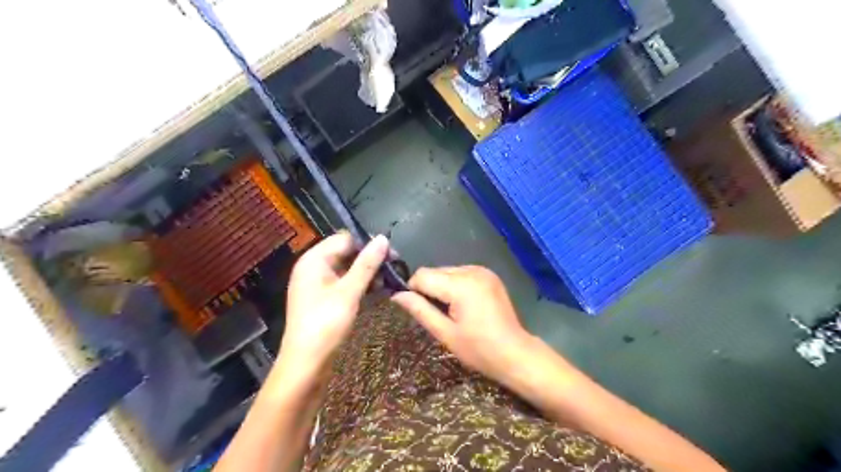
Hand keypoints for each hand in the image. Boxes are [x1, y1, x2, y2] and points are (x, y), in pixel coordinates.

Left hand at [280, 231, 388, 372]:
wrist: (306, 363)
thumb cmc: (326, 324)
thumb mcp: (349, 291)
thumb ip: (367, 264)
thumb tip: (383, 238)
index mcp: (314, 260)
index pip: (345, 239)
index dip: (369, 244)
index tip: (393, 255)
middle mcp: (314, 267)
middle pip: (346, 252)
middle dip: (370, 259)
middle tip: (394, 269)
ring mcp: (319, 284)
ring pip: (348, 269)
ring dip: (368, 273)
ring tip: (388, 282)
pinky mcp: (324, 298)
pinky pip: (345, 283)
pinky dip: (360, 284)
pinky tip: (377, 291)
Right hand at [391, 263, 534, 388]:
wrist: (515, 353)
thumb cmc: (479, 349)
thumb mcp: (445, 333)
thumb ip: (420, 310)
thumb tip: (396, 295)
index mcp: (461, 285)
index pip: (423, 275)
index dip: (413, 290)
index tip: (417, 309)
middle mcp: (472, 270)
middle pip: (435, 271)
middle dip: (429, 289)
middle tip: (436, 313)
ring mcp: (483, 270)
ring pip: (447, 270)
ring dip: (442, 286)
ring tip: (451, 310)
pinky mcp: (489, 274)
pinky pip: (461, 273)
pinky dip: (455, 284)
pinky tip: (463, 303)